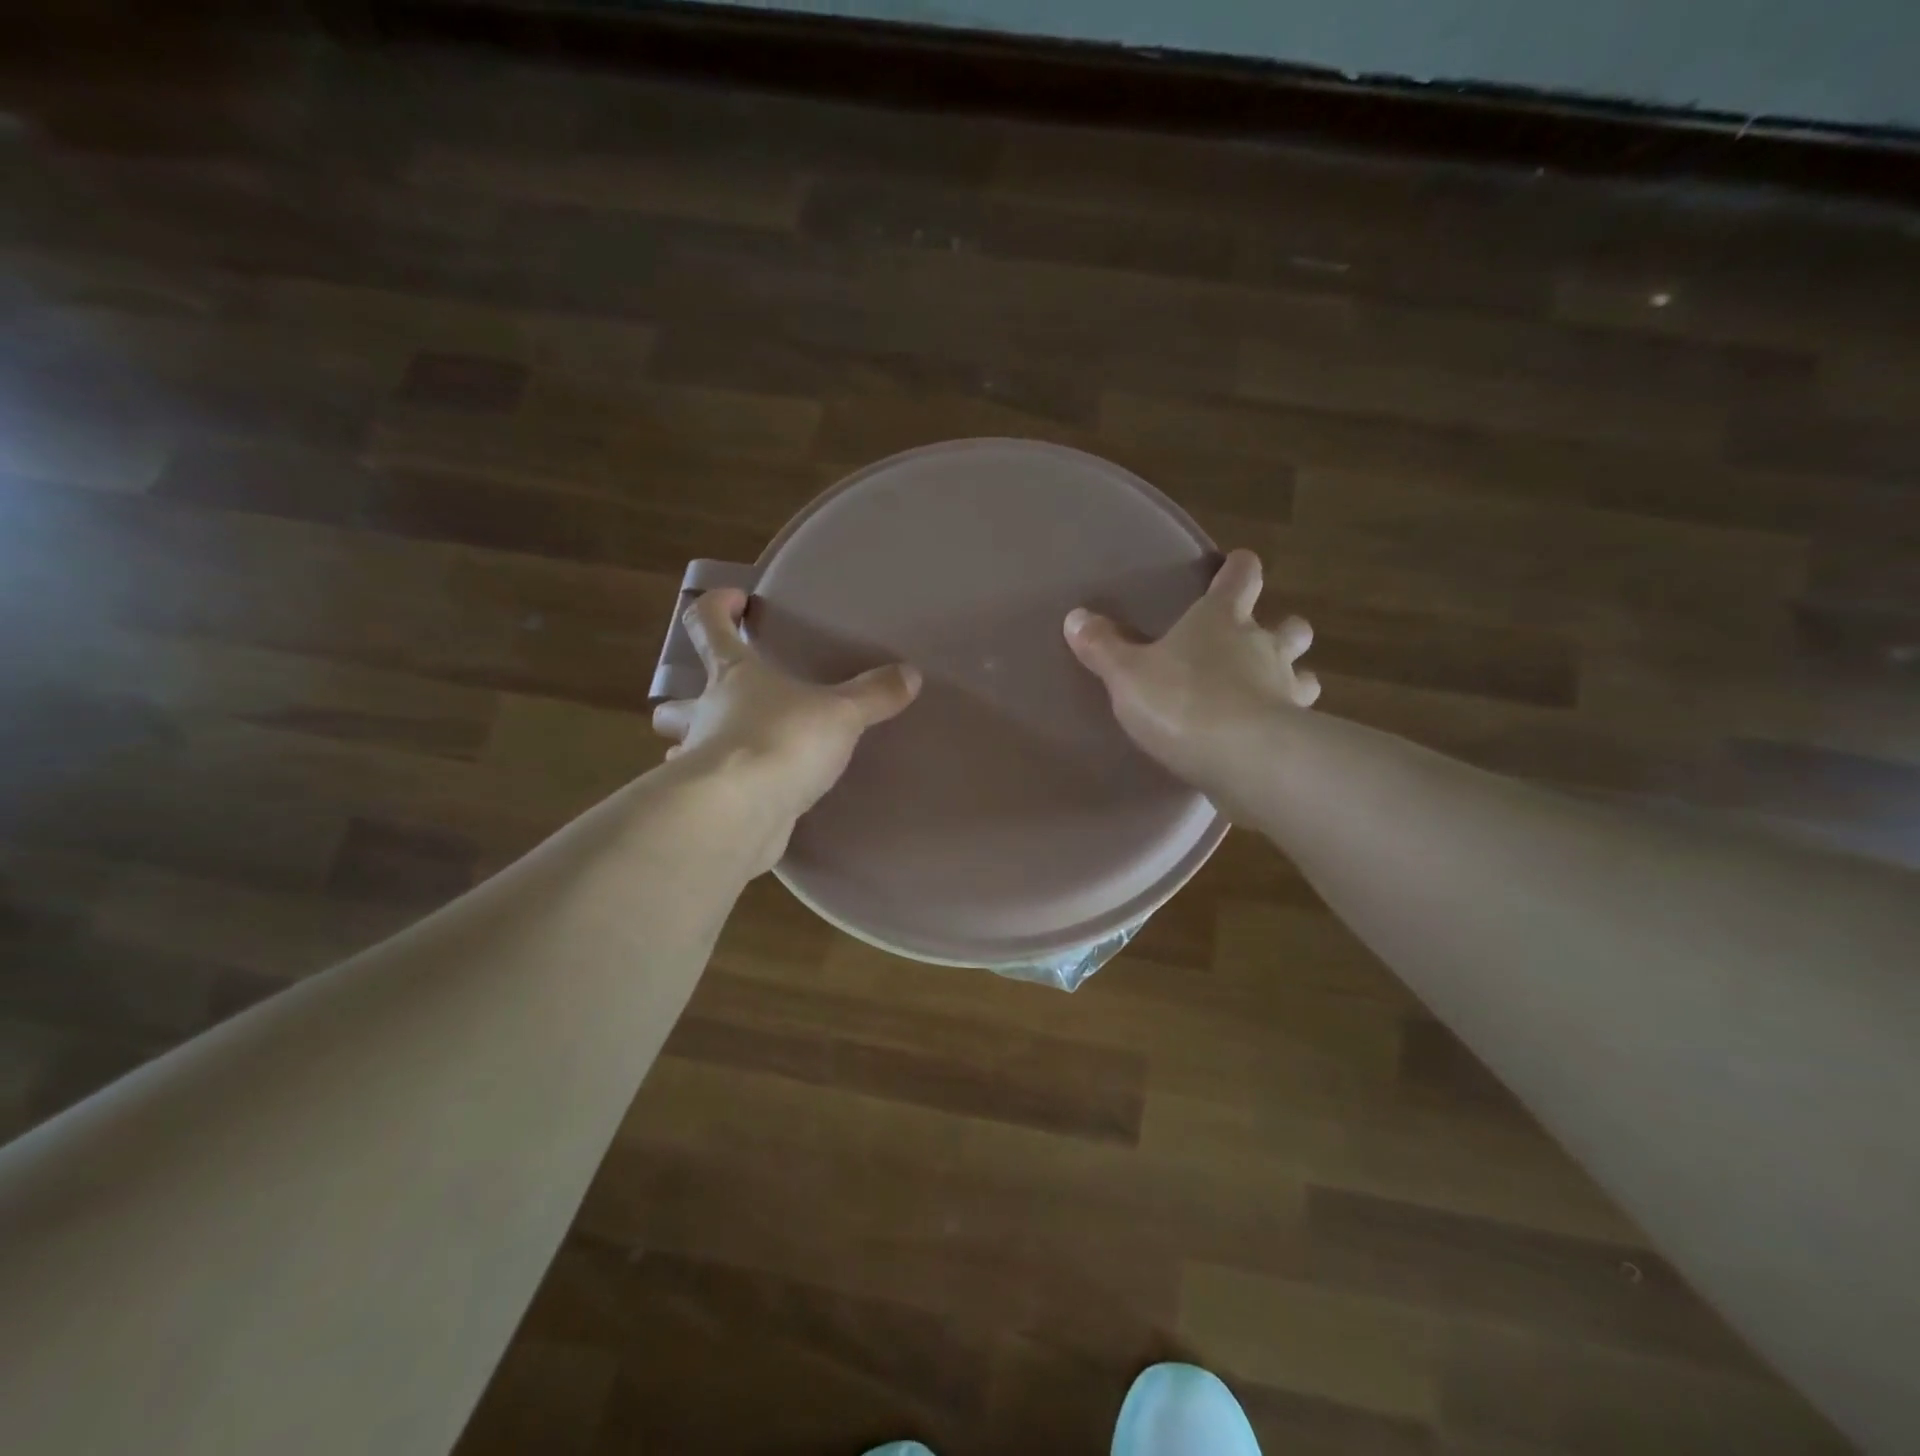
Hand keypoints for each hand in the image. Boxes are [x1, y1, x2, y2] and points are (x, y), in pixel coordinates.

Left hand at [651, 590, 920, 861]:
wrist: (741, 812)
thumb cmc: (783, 741)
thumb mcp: (841, 714)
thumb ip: (874, 695)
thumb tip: (911, 674)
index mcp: (732, 676)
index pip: (708, 626)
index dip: (716, 607)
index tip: (735, 601)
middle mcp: (705, 715)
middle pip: (675, 702)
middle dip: (685, 700)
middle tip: (713, 703)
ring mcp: (698, 763)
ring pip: (679, 750)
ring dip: (695, 749)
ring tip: (727, 754)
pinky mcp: (706, 805)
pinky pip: (708, 792)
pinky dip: (720, 790)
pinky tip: (744, 798)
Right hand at [1063, 549, 1317, 804]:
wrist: (1244, 758)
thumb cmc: (1182, 701)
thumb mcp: (1127, 674)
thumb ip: (1103, 647)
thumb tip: (1076, 617)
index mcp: (1223, 619)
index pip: (1242, 576)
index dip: (1238, 569)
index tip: (1234, 568)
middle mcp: (1264, 645)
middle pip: (1290, 625)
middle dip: (1281, 629)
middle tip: (1259, 642)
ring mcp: (1287, 689)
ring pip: (1304, 673)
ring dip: (1292, 677)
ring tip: (1268, 692)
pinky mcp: (1298, 733)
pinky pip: (1298, 720)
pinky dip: (1286, 723)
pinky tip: (1264, 738)